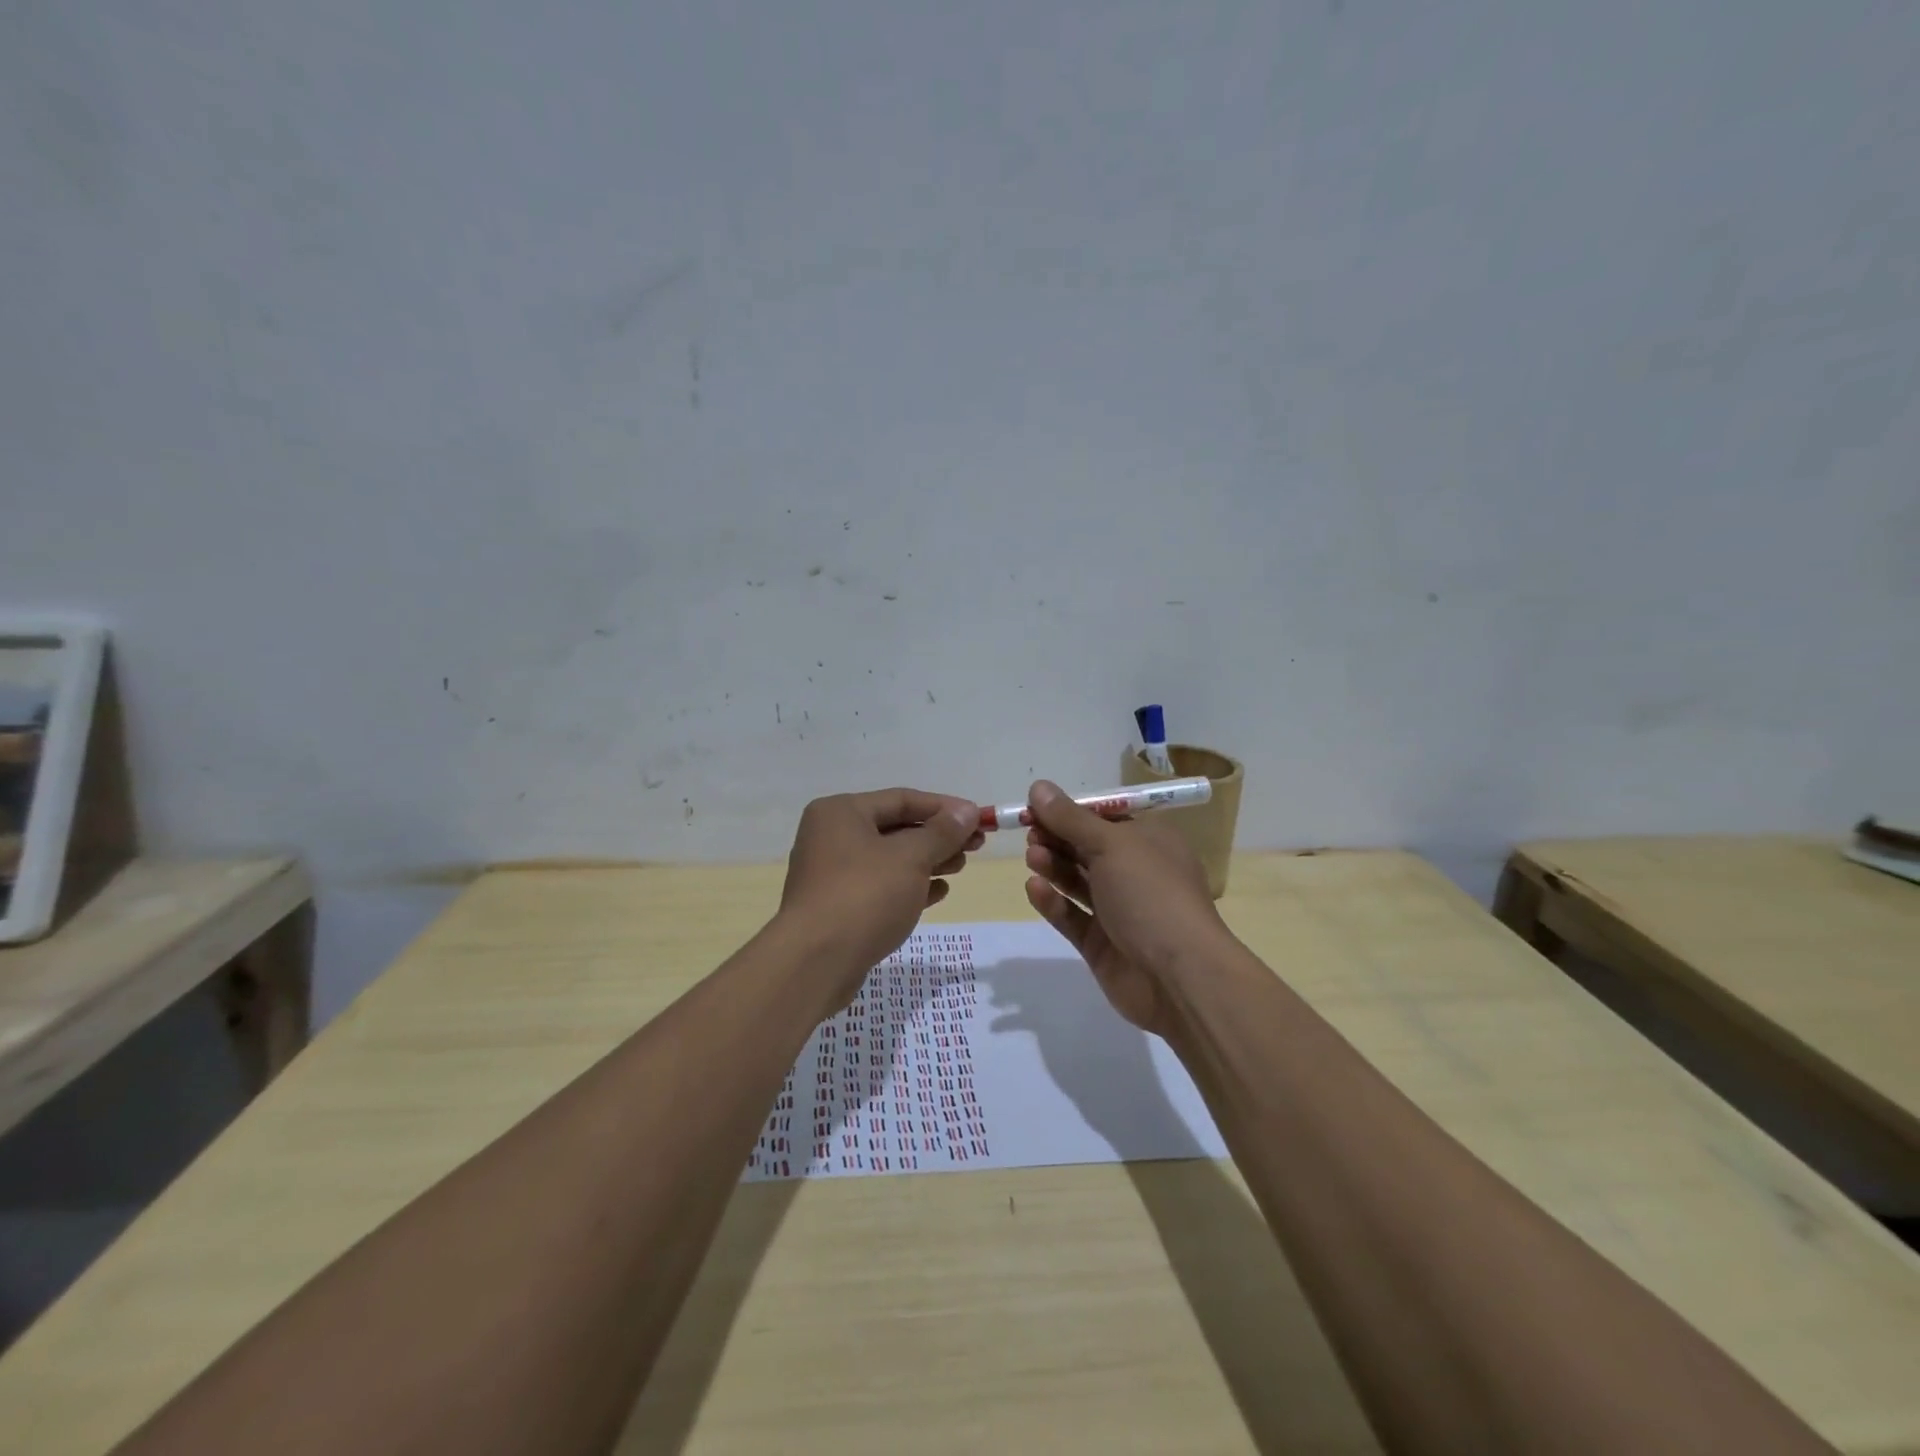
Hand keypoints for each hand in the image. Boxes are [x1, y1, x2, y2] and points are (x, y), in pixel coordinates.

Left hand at [779, 787, 983, 1007]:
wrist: (815, 963)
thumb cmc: (864, 896)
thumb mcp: (910, 858)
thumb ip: (942, 833)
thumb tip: (967, 812)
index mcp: (841, 812)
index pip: (902, 799)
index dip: (944, 808)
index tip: (979, 819)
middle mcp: (832, 836)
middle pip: (896, 828)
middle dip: (938, 837)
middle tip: (976, 846)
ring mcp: (833, 873)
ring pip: (890, 859)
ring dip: (928, 861)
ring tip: (959, 867)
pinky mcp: (839, 906)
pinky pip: (881, 887)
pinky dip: (910, 886)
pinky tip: (938, 892)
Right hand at [1022, 780, 1229, 1036]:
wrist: (1179, 975)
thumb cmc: (1150, 893)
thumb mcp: (1111, 844)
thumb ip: (1070, 818)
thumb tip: (1039, 787)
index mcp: (1151, 842)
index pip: (1105, 818)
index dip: (1070, 812)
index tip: (1036, 808)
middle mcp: (1136, 873)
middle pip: (1087, 848)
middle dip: (1057, 838)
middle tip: (1029, 834)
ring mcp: (1119, 911)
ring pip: (1078, 882)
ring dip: (1053, 867)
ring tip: (1032, 858)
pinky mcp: (1101, 944)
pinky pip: (1072, 917)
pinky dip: (1054, 902)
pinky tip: (1035, 889)